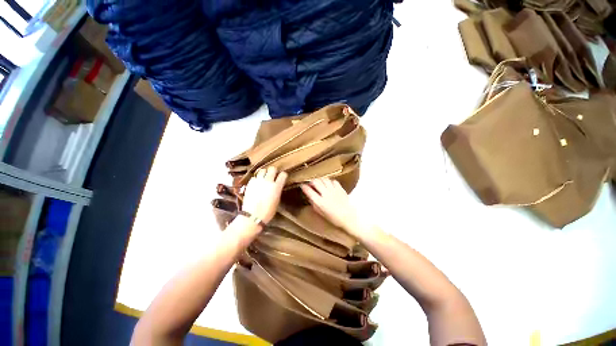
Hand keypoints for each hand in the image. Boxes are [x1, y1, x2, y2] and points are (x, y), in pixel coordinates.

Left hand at [242, 167, 286, 223]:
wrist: (252, 216)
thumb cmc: (268, 211)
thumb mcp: (277, 200)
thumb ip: (277, 190)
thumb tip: (277, 186)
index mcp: (276, 186)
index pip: (283, 174)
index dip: (283, 175)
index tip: (282, 177)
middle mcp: (268, 181)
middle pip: (272, 169)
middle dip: (273, 171)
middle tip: (273, 175)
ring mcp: (258, 181)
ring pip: (262, 170)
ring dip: (264, 173)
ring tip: (264, 177)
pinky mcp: (250, 183)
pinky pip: (254, 177)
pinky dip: (256, 179)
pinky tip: (257, 183)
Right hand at [300, 178, 359, 231]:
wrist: (349, 218)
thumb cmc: (333, 218)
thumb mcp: (321, 213)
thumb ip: (314, 203)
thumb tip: (309, 196)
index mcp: (320, 202)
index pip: (309, 191)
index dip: (304, 187)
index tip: (302, 185)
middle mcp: (326, 194)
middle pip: (316, 182)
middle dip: (311, 181)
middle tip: (311, 184)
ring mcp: (334, 190)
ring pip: (324, 179)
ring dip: (320, 180)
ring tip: (320, 183)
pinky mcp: (340, 189)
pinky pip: (333, 181)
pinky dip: (329, 182)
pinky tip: (329, 185)